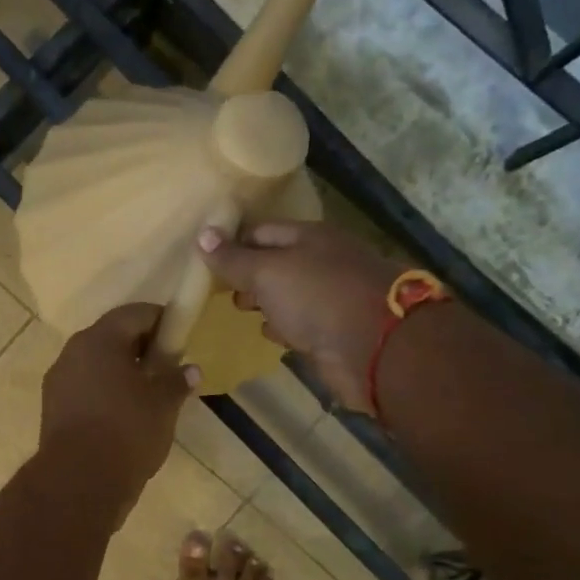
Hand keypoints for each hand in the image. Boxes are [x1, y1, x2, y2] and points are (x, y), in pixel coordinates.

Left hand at [40, 303, 194, 510]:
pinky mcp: (52, 409)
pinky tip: (124, 415)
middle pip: (111, 337)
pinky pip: (85, 388)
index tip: (180, 336)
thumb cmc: (127, 432)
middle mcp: (73, 352)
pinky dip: (105, 392)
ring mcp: (58, 381)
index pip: (135, 313)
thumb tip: (190, 369)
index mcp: (99, 340)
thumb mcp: (163, 405)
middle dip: (140, 347)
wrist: (79, 481)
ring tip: (148, 394)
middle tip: (167, 367)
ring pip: (96, 364)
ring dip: (121, 372)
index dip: (161, 320)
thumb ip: (176, 381)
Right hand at [198, 222, 403, 412]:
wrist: (376, 348)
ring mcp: (331, 298)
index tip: (206, 260)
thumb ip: (234, 259)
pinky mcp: (334, 331)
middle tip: (221, 290)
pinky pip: (302, 323)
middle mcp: (323, 262)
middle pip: (277, 263)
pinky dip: (284, 325)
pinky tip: (269, 333)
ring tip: (239, 311)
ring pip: (289, 294)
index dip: (234, 243)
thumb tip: (202, 234)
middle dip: (249, 274)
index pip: (262, 232)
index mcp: (310, 237)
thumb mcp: (268, 272)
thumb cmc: (318, 297)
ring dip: (266, 302)